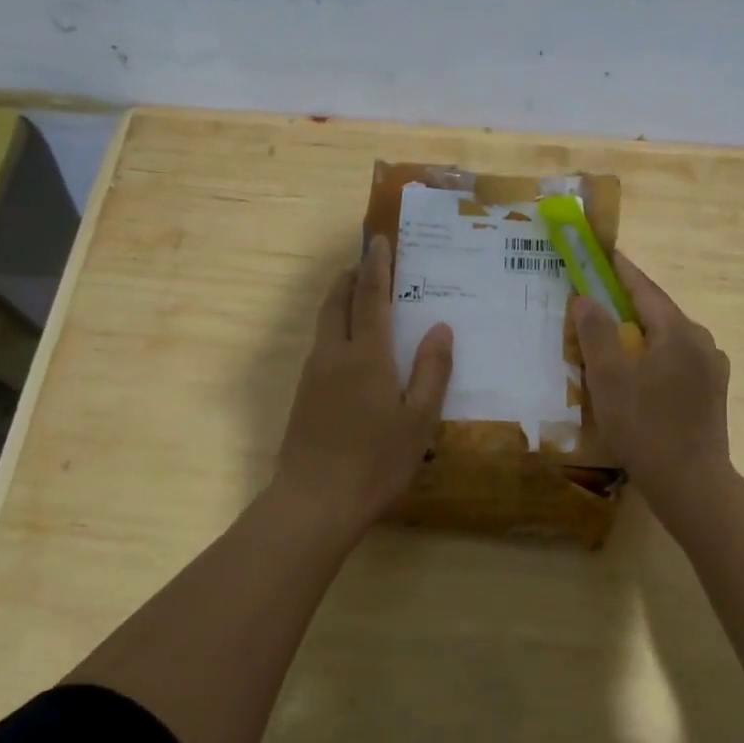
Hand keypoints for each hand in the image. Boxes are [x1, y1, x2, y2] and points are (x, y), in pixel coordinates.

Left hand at [274, 235, 452, 534]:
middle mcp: (333, 354)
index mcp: (366, 355)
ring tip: (361, 300)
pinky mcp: (302, 395)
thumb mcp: (419, 420)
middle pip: (336, 301)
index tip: (379, 240)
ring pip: (324, 323)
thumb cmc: (375, 461)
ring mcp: (312, 375)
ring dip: (340, 302)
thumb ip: (432, 371)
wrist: (313, 503)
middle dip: (351, 277)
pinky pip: (320, 346)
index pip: (370, 296)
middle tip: (368, 265)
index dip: (376, 265)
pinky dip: (335, 329)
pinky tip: (351, 350)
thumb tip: (441, 327)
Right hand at [571, 254, 731, 499]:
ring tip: (611, 339)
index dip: (619, 269)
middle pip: (658, 312)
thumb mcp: (609, 377)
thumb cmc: (644, 425)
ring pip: (668, 338)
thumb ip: (596, 332)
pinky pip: (677, 360)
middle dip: (626, 303)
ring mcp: (711, 367)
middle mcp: (701, 341)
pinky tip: (638, 374)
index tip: (601, 252)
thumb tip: (586, 298)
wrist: (691, 483)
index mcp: (678, 331)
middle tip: (595, 298)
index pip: (644, 288)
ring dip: (640, 332)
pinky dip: (654, 356)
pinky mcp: (712, 391)